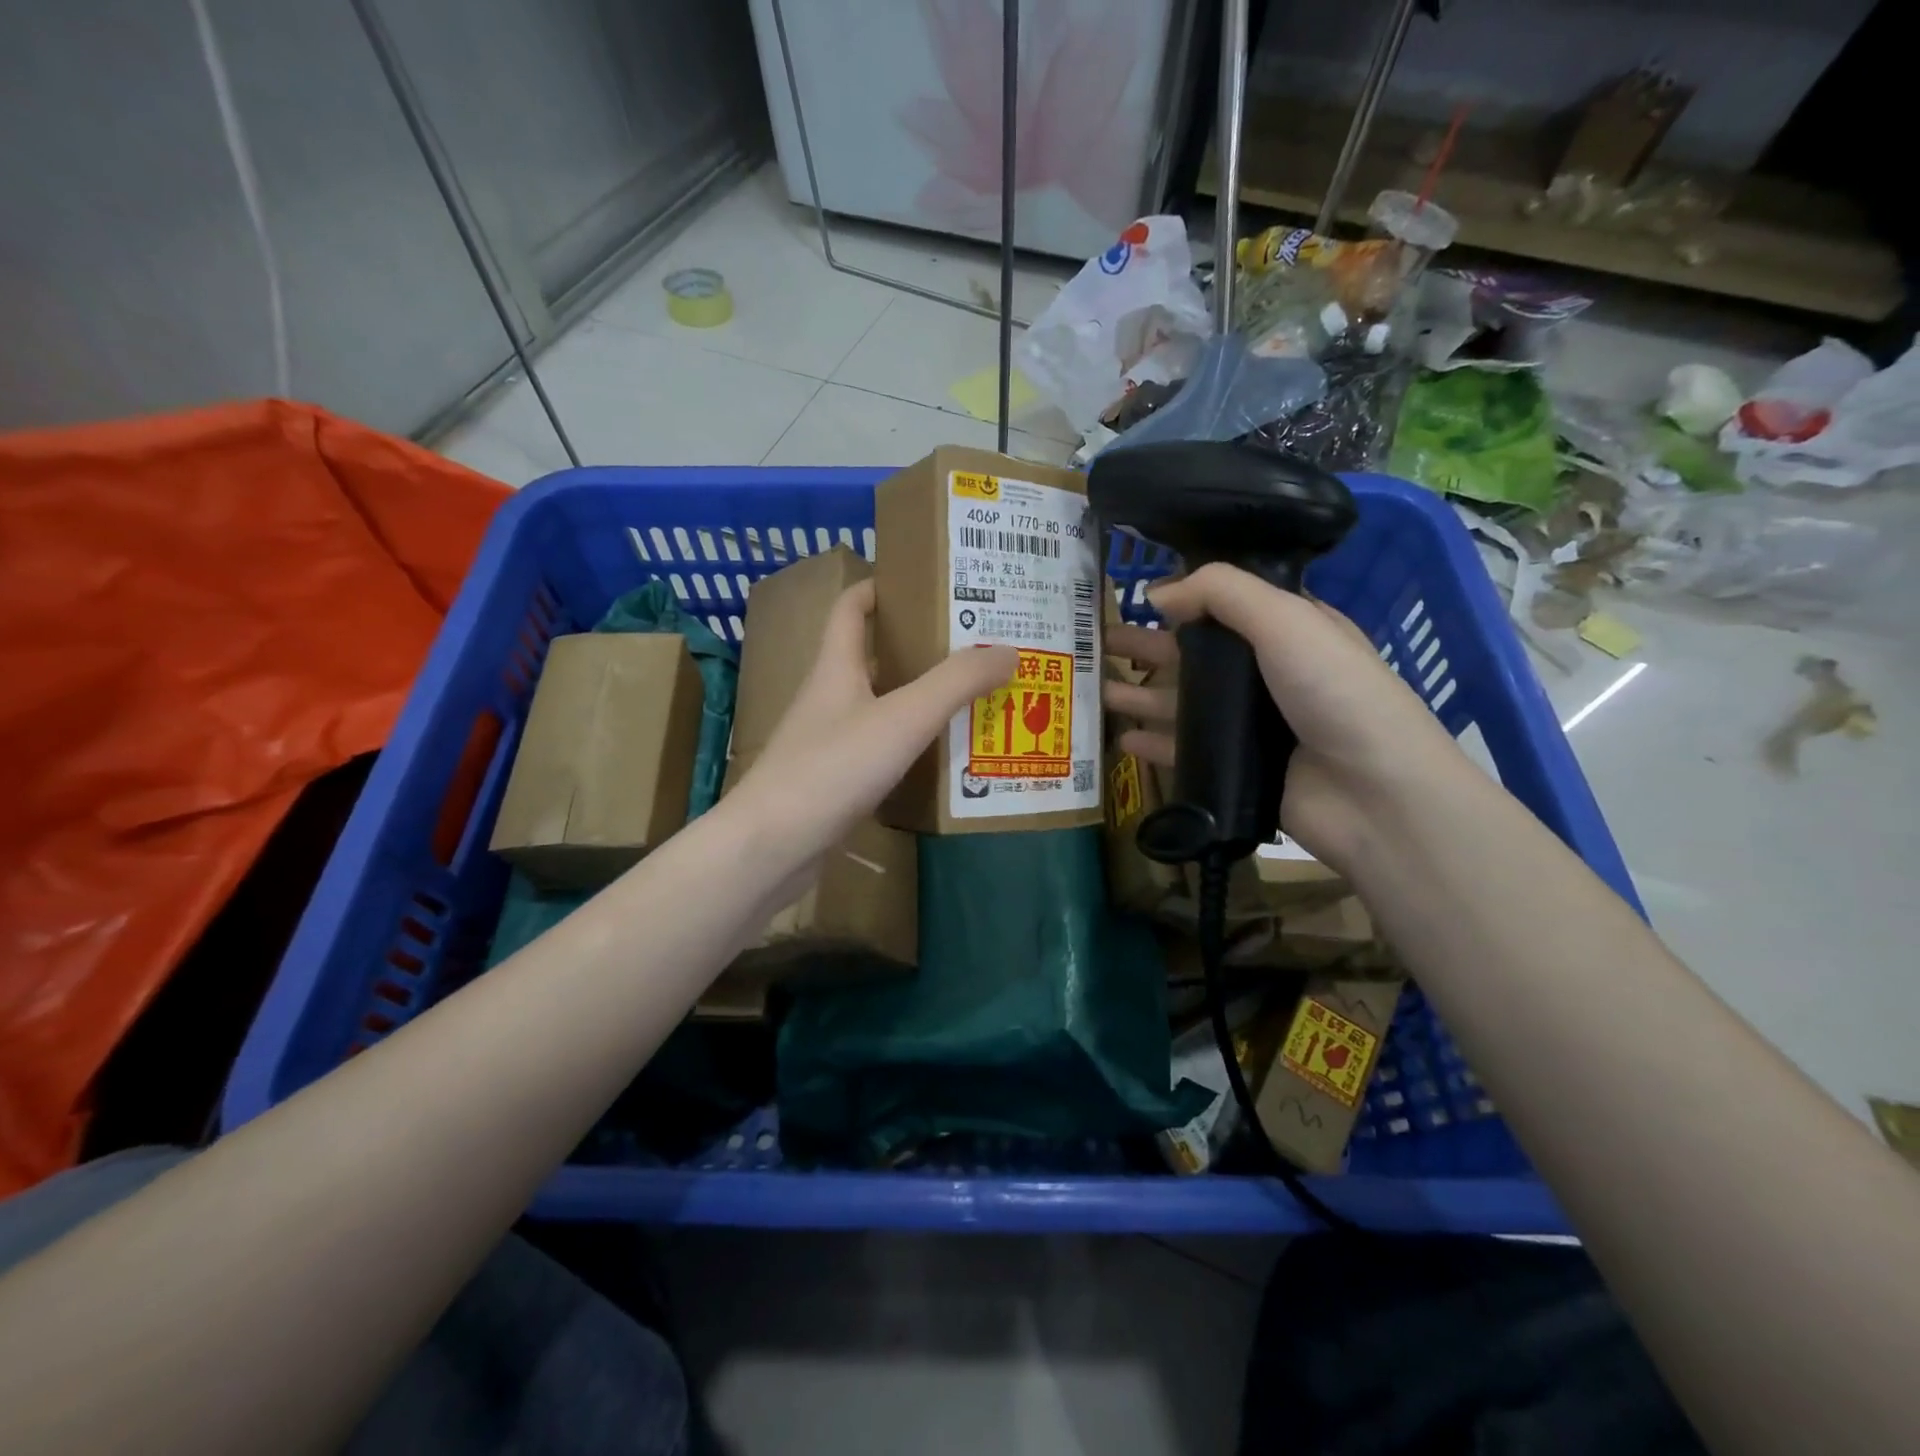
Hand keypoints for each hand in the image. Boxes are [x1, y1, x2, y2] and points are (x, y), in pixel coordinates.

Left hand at [727, 580, 1015, 873]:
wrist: (772, 847)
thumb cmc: (833, 768)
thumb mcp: (903, 718)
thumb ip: (956, 683)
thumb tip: (1008, 650)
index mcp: (836, 667)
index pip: (851, 608)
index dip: (882, 587)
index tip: (926, 584)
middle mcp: (829, 698)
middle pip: (872, 659)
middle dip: (919, 650)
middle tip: (974, 649)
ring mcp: (827, 743)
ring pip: (880, 709)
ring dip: (919, 702)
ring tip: (972, 702)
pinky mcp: (833, 783)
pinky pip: (879, 752)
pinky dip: (910, 748)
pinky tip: (942, 760)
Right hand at [1104, 563, 1459, 866]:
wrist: (1374, 795)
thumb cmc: (1336, 692)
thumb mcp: (1287, 620)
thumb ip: (1221, 593)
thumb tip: (1157, 593)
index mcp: (1287, 630)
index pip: (1227, 605)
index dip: (1183, 598)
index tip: (1134, 595)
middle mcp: (1267, 675)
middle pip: (1193, 655)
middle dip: (1145, 647)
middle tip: (1095, 643)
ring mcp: (1250, 726)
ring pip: (1182, 704)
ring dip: (1139, 695)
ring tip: (1094, 690)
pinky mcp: (1236, 769)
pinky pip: (1184, 751)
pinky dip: (1153, 744)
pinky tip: (1121, 740)